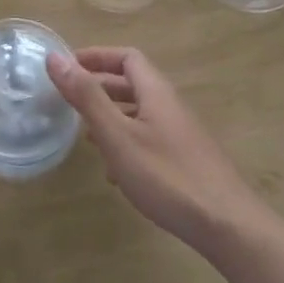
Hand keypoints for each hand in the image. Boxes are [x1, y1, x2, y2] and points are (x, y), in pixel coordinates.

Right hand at [46, 47, 271, 258]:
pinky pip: (149, 138)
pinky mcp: (185, 160)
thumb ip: (87, 97)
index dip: (97, 56)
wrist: (228, 226)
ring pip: (140, 113)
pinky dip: (126, 142)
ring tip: (84, 135)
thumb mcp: (118, 136)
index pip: (127, 57)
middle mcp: (170, 106)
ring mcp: (181, 134)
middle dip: (100, 86)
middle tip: (69, 99)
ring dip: (111, 116)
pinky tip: (114, 171)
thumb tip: (55, 57)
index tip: (67, 66)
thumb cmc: (167, 176)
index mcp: (156, 92)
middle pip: (133, 83)